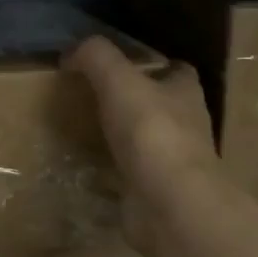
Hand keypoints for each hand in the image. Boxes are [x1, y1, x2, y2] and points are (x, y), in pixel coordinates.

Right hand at [64, 35, 219, 256]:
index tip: (122, 65)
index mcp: (185, 92)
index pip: (176, 70)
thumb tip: (71, 52)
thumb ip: (95, 57)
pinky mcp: (157, 192)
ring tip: (88, 130)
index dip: (154, 64)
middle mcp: (186, 125)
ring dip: (126, 137)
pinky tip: (90, 168)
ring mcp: (174, 162)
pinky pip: (133, 175)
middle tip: (95, 96)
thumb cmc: (151, 132)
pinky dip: (115, 171)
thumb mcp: (118, 80)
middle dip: (137, 101)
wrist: (169, 204)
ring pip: (148, 141)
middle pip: (162, 105)